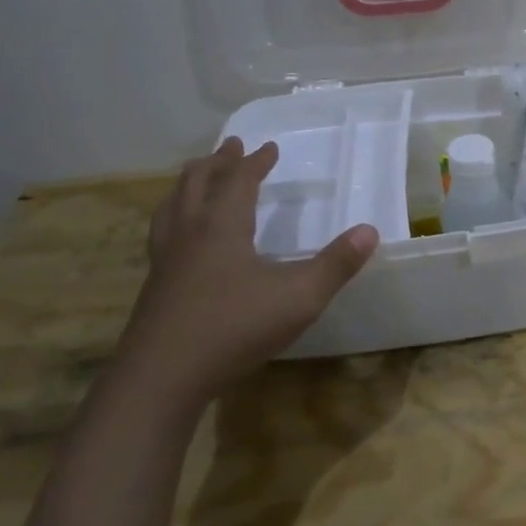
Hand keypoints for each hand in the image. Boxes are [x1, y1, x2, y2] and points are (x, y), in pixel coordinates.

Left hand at [116, 138, 378, 408]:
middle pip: (196, 184)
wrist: (161, 379)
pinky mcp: (154, 290)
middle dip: (216, 163)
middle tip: (229, 147)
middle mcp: (188, 234)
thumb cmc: (234, 328)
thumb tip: (370, 231)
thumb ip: (336, 264)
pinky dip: (173, 220)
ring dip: (188, 186)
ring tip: (196, 180)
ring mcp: (165, 262)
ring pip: (171, 208)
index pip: (239, 182)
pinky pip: (162, 236)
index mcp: (221, 226)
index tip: (269, 147)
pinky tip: (181, 241)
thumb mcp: (299, 297)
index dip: (256, 163)